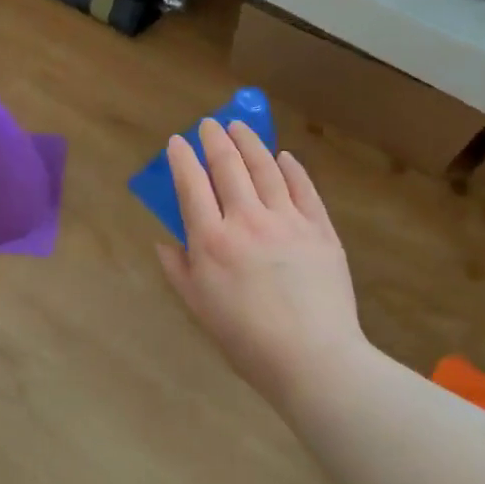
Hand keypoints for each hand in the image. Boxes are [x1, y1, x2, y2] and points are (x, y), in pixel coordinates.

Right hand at [155, 120, 366, 409]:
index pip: (191, 185)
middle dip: (215, 140)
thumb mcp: (199, 308)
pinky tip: (284, 156)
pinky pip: (304, 188)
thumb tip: (164, 242)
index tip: (177, 141)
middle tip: (209, 124)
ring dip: (250, 143)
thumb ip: (179, 270)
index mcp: (212, 241)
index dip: (182, 158)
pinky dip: (291, 168)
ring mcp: (287, 221)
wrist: (313, 359)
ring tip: (240, 127)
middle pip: (228, 167)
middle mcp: (247, 220)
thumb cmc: (246, 340)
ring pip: (266, 168)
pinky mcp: (320, 229)